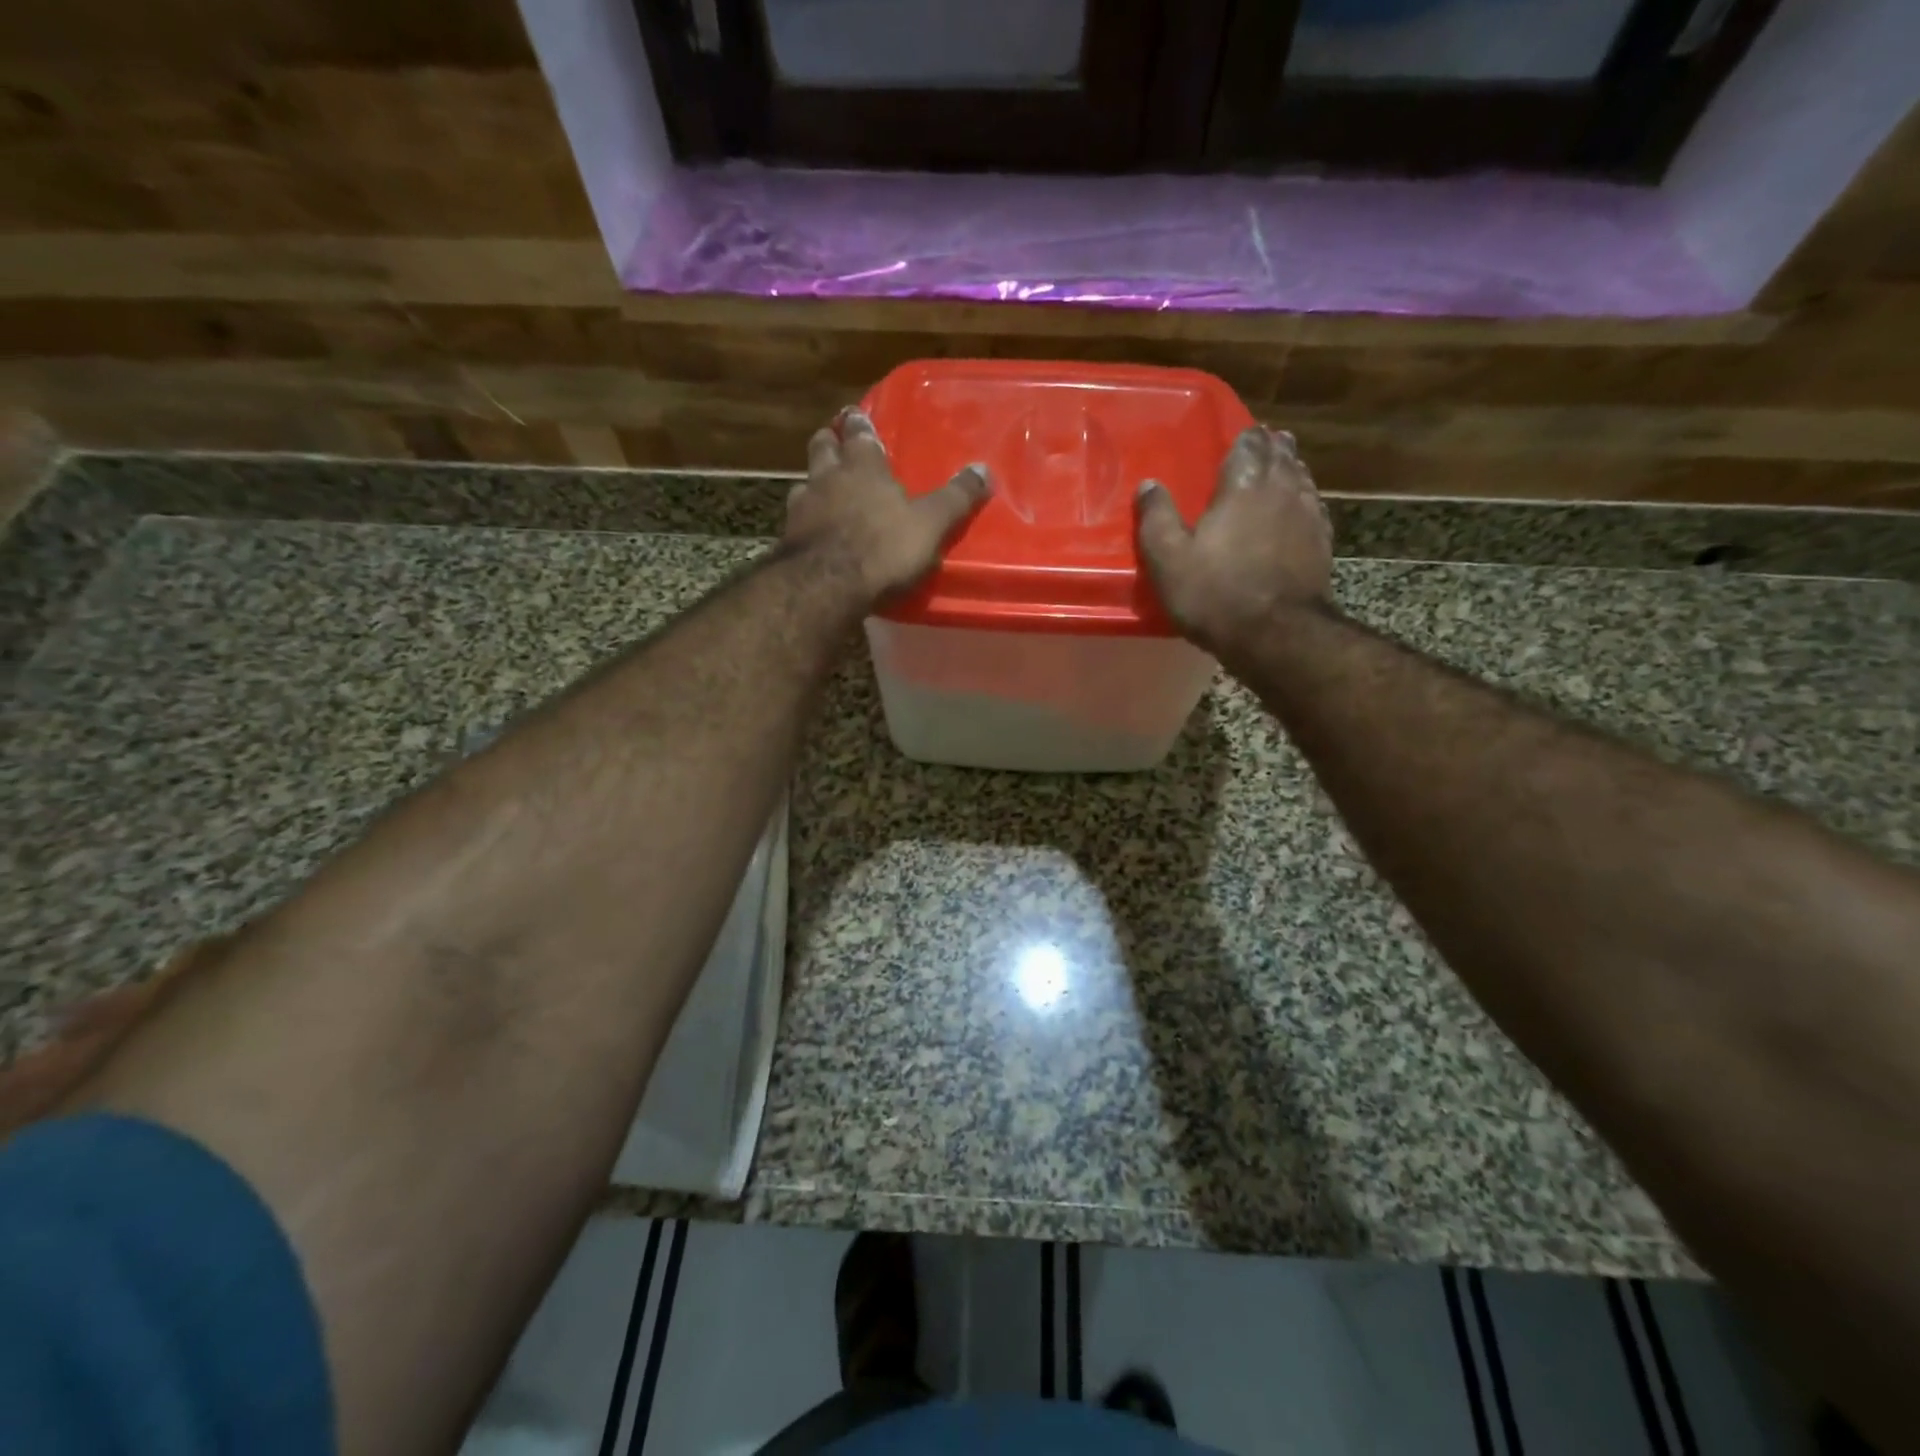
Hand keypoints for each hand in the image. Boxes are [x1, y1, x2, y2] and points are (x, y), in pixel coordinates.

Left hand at [786, 408, 989, 605]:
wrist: (826, 585)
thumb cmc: (883, 548)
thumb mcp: (930, 524)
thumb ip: (955, 498)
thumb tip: (984, 469)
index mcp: (864, 467)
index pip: (859, 433)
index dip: (859, 423)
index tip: (855, 415)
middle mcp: (827, 478)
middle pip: (823, 447)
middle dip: (830, 442)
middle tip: (835, 443)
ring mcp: (801, 508)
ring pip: (804, 482)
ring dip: (813, 483)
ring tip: (822, 490)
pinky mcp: (788, 539)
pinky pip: (796, 520)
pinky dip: (804, 520)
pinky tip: (812, 532)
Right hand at [1136, 425, 1333, 653]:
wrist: (1275, 634)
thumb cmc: (1214, 593)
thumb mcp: (1168, 559)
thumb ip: (1157, 518)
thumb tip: (1148, 484)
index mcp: (1243, 487)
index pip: (1248, 446)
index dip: (1245, 439)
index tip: (1243, 435)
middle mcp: (1281, 491)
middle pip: (1282, 457)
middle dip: (1273, 447)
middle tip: (1267, 442)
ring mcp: (1307, 517)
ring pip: (1302, 480)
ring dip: (1292, 469)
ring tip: (1285, 465)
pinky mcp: (1322, 545)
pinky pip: (1314, 509)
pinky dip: (1306, 500)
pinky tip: (1303, 507)